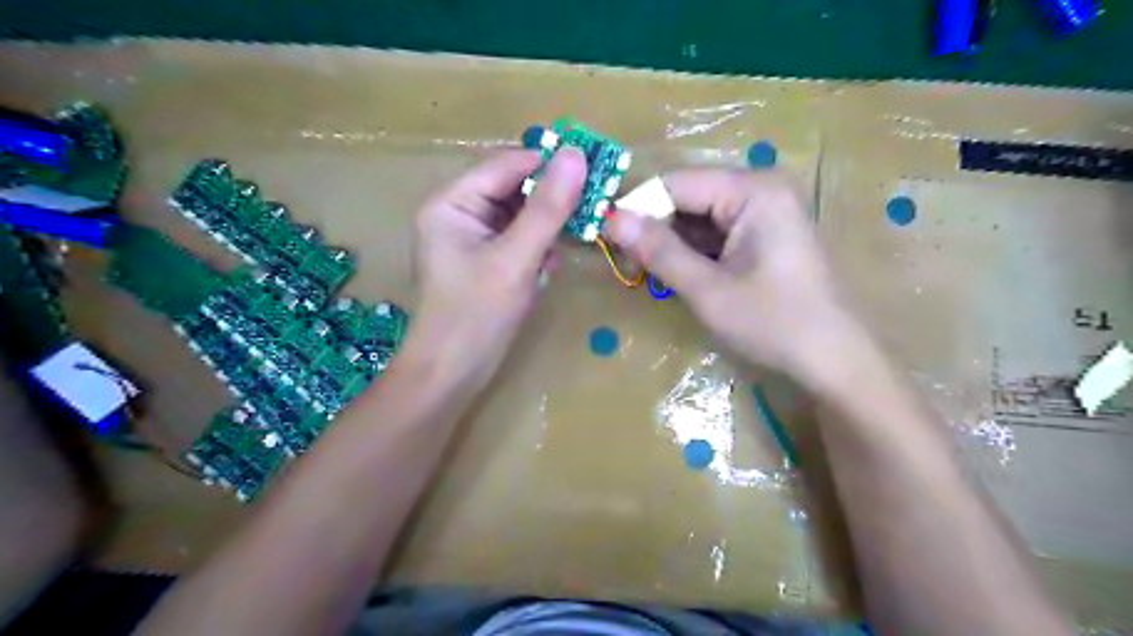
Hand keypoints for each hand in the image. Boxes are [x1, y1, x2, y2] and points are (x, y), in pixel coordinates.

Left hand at [405, 145, 582, 386]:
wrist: (452, 372)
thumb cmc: (477, 314)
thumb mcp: (517, 258)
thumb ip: (548, 207)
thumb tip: (576, 155)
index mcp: (452, 201)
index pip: (508, 165)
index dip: (550, 164)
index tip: (596, 169)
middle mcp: (458, 212)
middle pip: (513, 188)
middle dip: (551, 201)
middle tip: (592, 207)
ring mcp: (470, 237)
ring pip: (519, 215)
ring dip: (546, 227)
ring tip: (568, 243)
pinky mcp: (484, 260)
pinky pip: (517, 239)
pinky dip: (537, 247)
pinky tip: (548, 266)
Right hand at [605, 170, 863, 385]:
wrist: (833, 360)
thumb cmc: (774, 324)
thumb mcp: (708, 290)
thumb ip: (659, 251)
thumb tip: (612, 219)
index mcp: (753, 190)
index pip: (675, 183)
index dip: (637, 208)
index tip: (605, 238)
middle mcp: (760, 187)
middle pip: (687, 195)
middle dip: (653, 227)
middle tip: (624, 262)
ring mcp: (765, 209)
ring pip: (697, 214)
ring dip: (668, 242)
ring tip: (643, 272)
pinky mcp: (763, 231)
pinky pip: (715, 230)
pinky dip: (690, 250)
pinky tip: (673, 273)